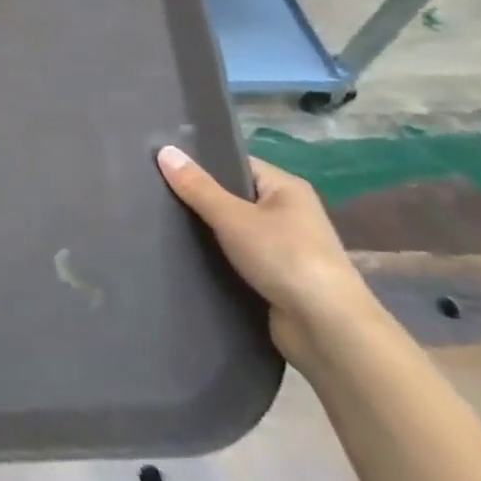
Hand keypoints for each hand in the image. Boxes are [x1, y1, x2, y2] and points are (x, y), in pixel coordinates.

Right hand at [156, 146, 378, 362]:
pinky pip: (236, 257)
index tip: (161, 163)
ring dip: (205, 231)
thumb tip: (164, 151)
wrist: (327, 330)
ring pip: (232, 229)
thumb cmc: (284, 259)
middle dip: (198, 198)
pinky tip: (183, 255)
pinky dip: (215, 257)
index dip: (201, 162)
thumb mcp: (233, 218)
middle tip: (153, 192)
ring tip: (159, 222)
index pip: (236, 163)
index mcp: (286, 188)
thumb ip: (197, 187)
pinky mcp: (275, 278)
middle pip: (232, 196)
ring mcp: (283, 247)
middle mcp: (288, 213)